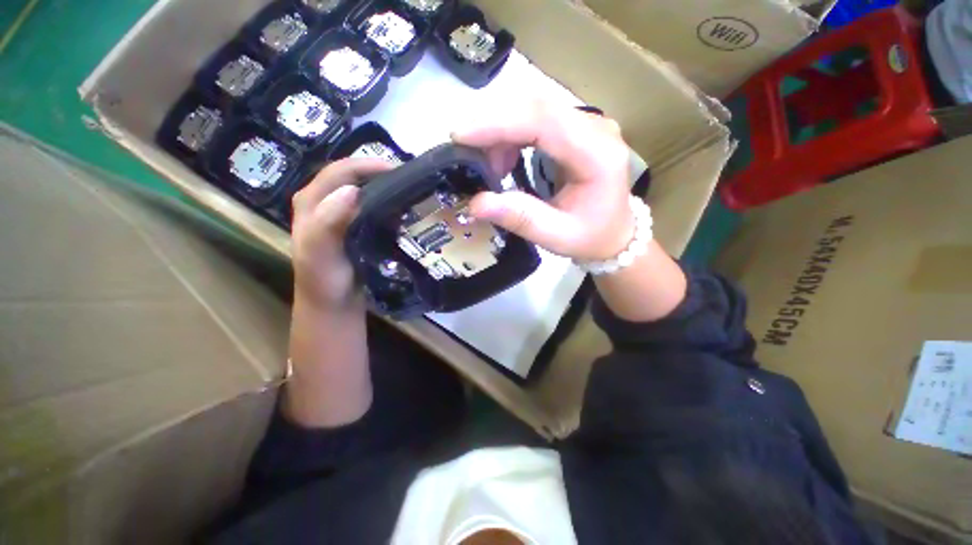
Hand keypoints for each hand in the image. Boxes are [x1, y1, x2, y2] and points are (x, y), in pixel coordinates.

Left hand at [291, 158, 394, 309]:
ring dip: (385, 188)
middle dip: (379, 174)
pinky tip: (401, 210)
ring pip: (363, 190)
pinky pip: (371, 207)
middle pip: (353, 177)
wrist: (332, 303)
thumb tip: (353, 190)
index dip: (368, 165)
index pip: (340, 171)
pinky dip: (387, 204)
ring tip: (409, 191)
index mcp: (312, 200)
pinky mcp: (353, 226)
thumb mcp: (320, 253)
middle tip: (408, 180)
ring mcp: (339, 214)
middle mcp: (324, 201)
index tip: (398, 170)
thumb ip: (329, 222)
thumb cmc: (324, 280)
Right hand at [452, 100, 635, 260]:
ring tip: (489, 167)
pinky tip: (504, 159)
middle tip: (466, 154)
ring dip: (501, 131)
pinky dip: (511, 135)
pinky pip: (537, 119)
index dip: (499, 124)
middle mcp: (597, 128)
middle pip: (537, 107)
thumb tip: (475, 203)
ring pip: (534, 109)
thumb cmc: (589, 238)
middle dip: (494, 126)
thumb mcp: (555, 236)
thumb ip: (519, 217)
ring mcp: (588, 123)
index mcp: (598, 155)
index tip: (460, 135)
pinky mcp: (577, 128)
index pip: (544, 122)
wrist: (615, 234)